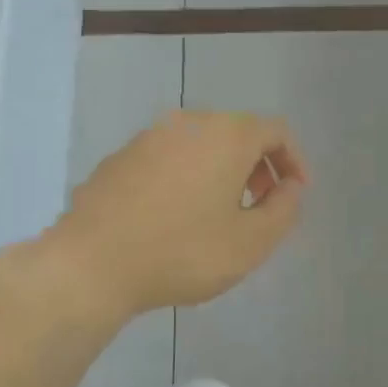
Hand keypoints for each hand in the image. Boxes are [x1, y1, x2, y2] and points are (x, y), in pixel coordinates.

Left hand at [45, 110, 307, 319]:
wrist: (91, 264)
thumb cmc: (183, 252)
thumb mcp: (251, 242)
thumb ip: (284, 210)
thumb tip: (290, 188)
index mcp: (226, 135)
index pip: (275, 131)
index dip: (294, 161)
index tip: (296, 194)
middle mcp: (188, 123)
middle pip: (237, 132)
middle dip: (258, 166)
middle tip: (261, 205)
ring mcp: (148, 137)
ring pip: (201, 144)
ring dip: (222, 171)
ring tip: (221, 214)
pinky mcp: (119, 158)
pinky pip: (169, 158)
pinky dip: (187, 177)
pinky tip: (177, 217)